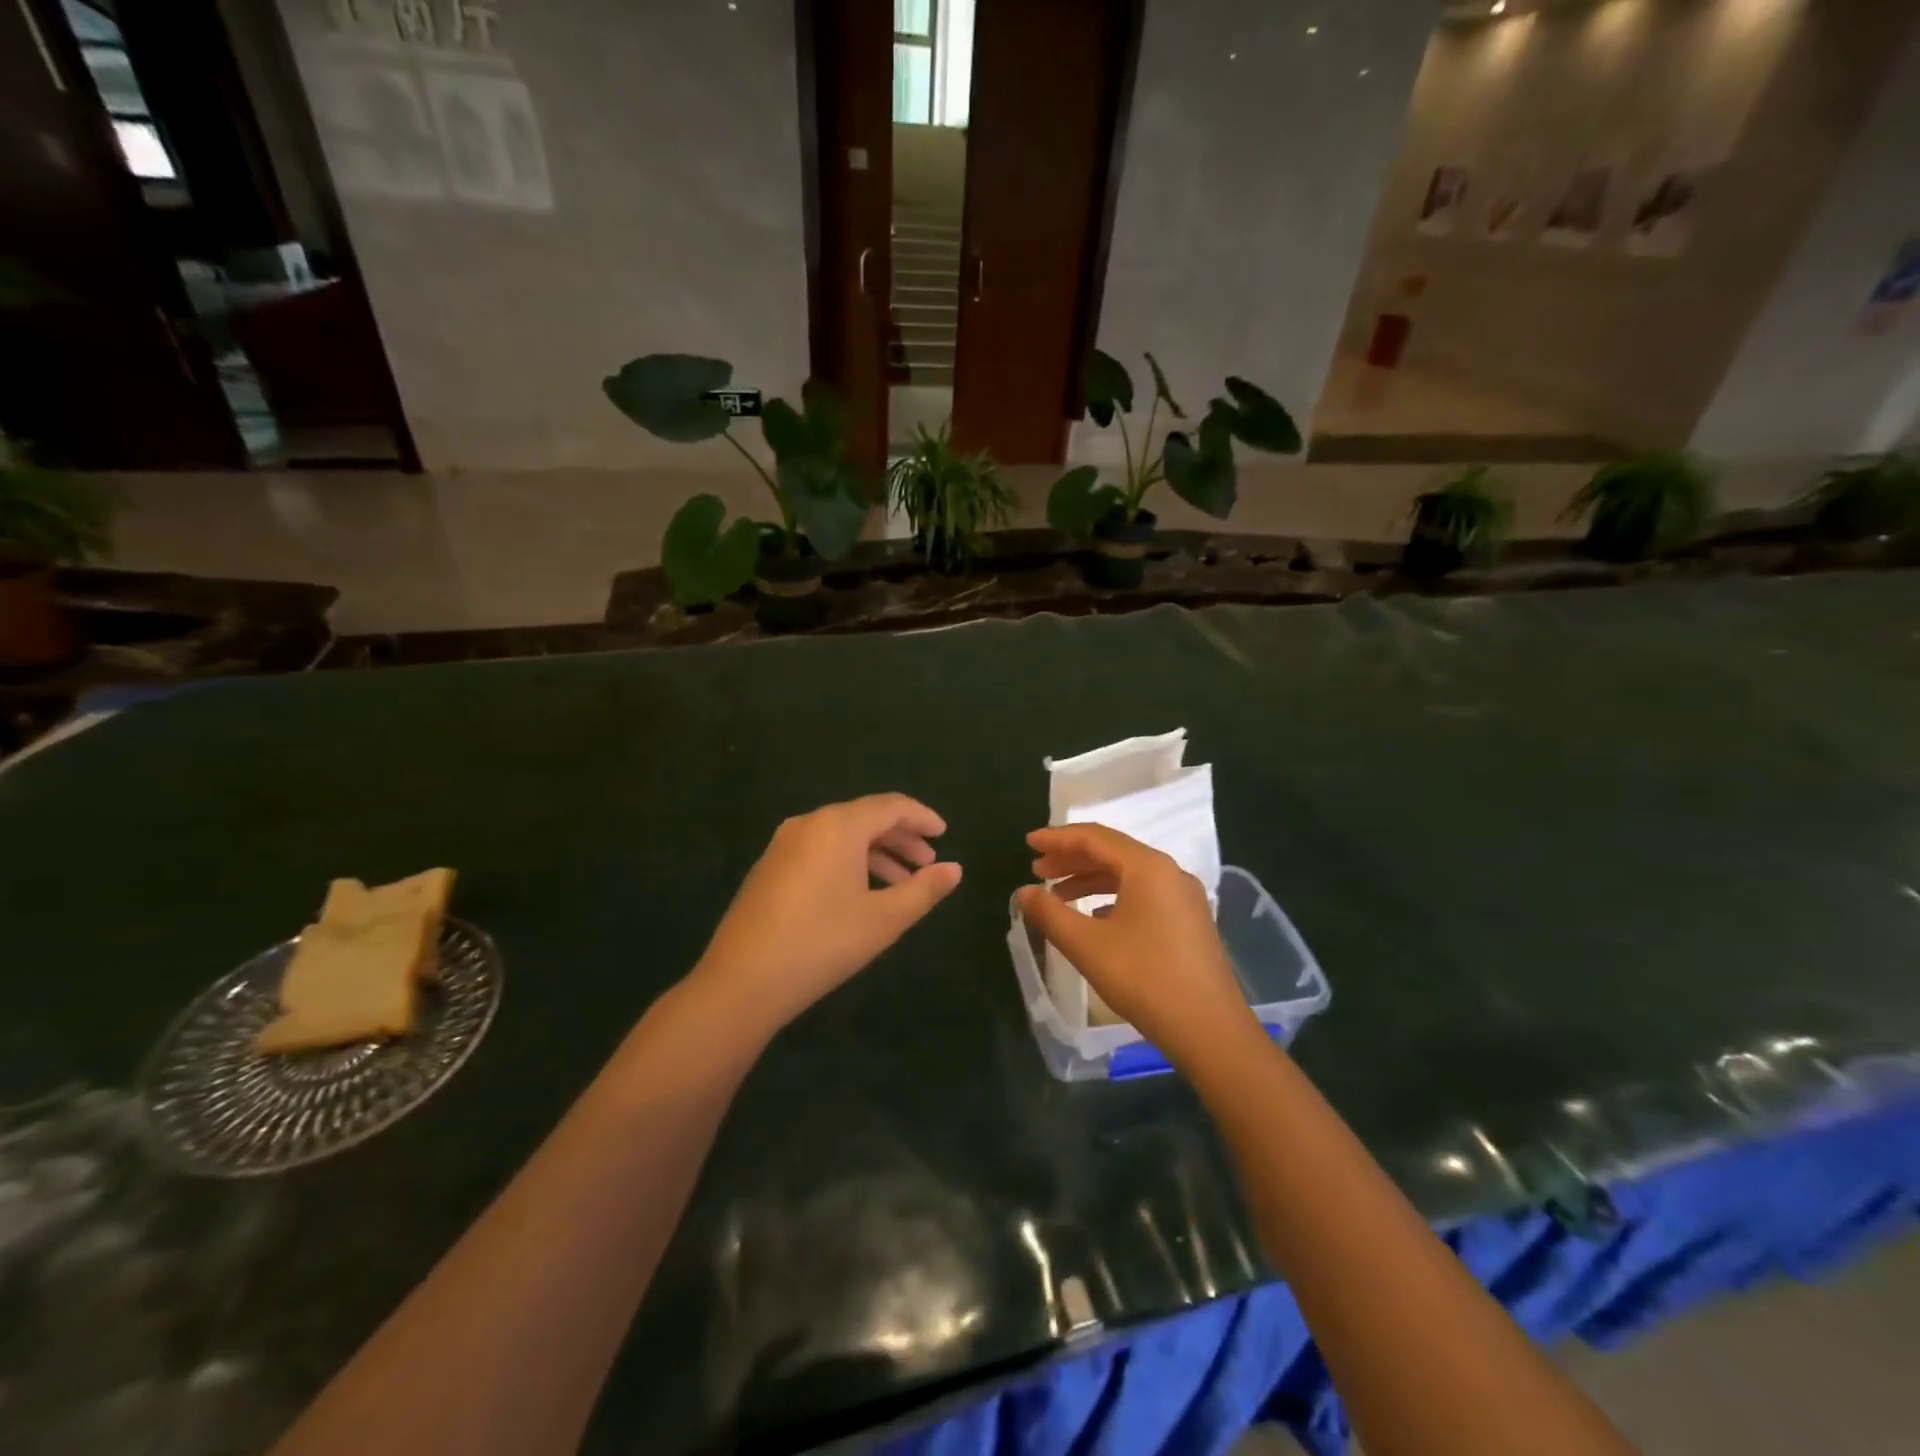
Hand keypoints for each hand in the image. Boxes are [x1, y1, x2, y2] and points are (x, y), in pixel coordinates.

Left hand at [691, 794, 962, 1033]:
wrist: (742, 982)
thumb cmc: (822, 944)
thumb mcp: (884, 920)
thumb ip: (924, 890)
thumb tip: (955, 869)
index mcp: (838, 826)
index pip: (891, 806)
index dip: (922, 817)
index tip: (944, 835)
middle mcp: (809, 823)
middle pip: (865, 818)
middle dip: (901, 838)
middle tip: (928, 864)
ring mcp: (783, 844)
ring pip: (841, 836)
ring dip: (876, 854)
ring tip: (901, 885)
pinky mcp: (769, 867)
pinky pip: (820, 851)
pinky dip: (848, 863)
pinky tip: (861, 894)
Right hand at [1016, 824, 1253, 1063]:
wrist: (1209, 1030)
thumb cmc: (1144, 979)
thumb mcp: (1087, 945)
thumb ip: (1049, 913)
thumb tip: (1023, 892)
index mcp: (1147, 867)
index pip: (1094, 837)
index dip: (1057, 838)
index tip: (1028, 843)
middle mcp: (1169, 872)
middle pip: (1112, 853)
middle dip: (1071, 859)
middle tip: (1037, 870)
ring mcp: (1183, 897)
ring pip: (1128, 875)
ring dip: (1090, 880)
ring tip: (1057, 897)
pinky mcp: (1189, 921)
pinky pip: (1143, 894)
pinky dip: (1112, 897)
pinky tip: (1093, 918)